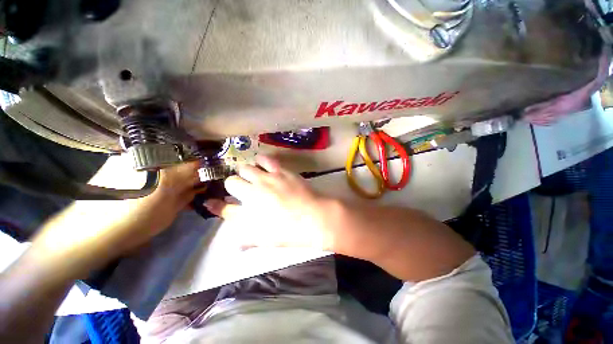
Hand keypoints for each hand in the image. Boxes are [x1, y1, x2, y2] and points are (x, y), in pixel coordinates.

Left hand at [30, 161, 199, 274]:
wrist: (86, 232)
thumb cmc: (134, 226)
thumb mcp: (169, 215)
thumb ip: (186, 196)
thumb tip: (197, 186)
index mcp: (167, 174)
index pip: (196, 163)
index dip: (203, 168)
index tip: (205, 176)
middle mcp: (150, 159)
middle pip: (179, 157)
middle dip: (186, 168)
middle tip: (187, 181)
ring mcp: (131, 157)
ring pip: (161, 156)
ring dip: (169, 167)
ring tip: (165, 182)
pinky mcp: (117, 160)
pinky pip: (144, 159)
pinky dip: (152, 167)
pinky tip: (146, 180)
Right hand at [205, 156, 336, 250]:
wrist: (314, 217)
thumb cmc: (289, 232)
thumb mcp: (264, 240)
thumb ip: (245, 239)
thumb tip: (233, 243)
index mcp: (247, 213)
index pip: (223, 207)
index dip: (215, 205)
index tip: (211, 202)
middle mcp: (252, 192)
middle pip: (231, 182)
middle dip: (233, 185)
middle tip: (242, 189)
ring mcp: (266, 179)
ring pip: (245, 168)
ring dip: (245, 172)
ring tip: (252, 176)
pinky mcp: (280, 171)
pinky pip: (264, 159)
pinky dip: (260, 160)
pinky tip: (261, 162)